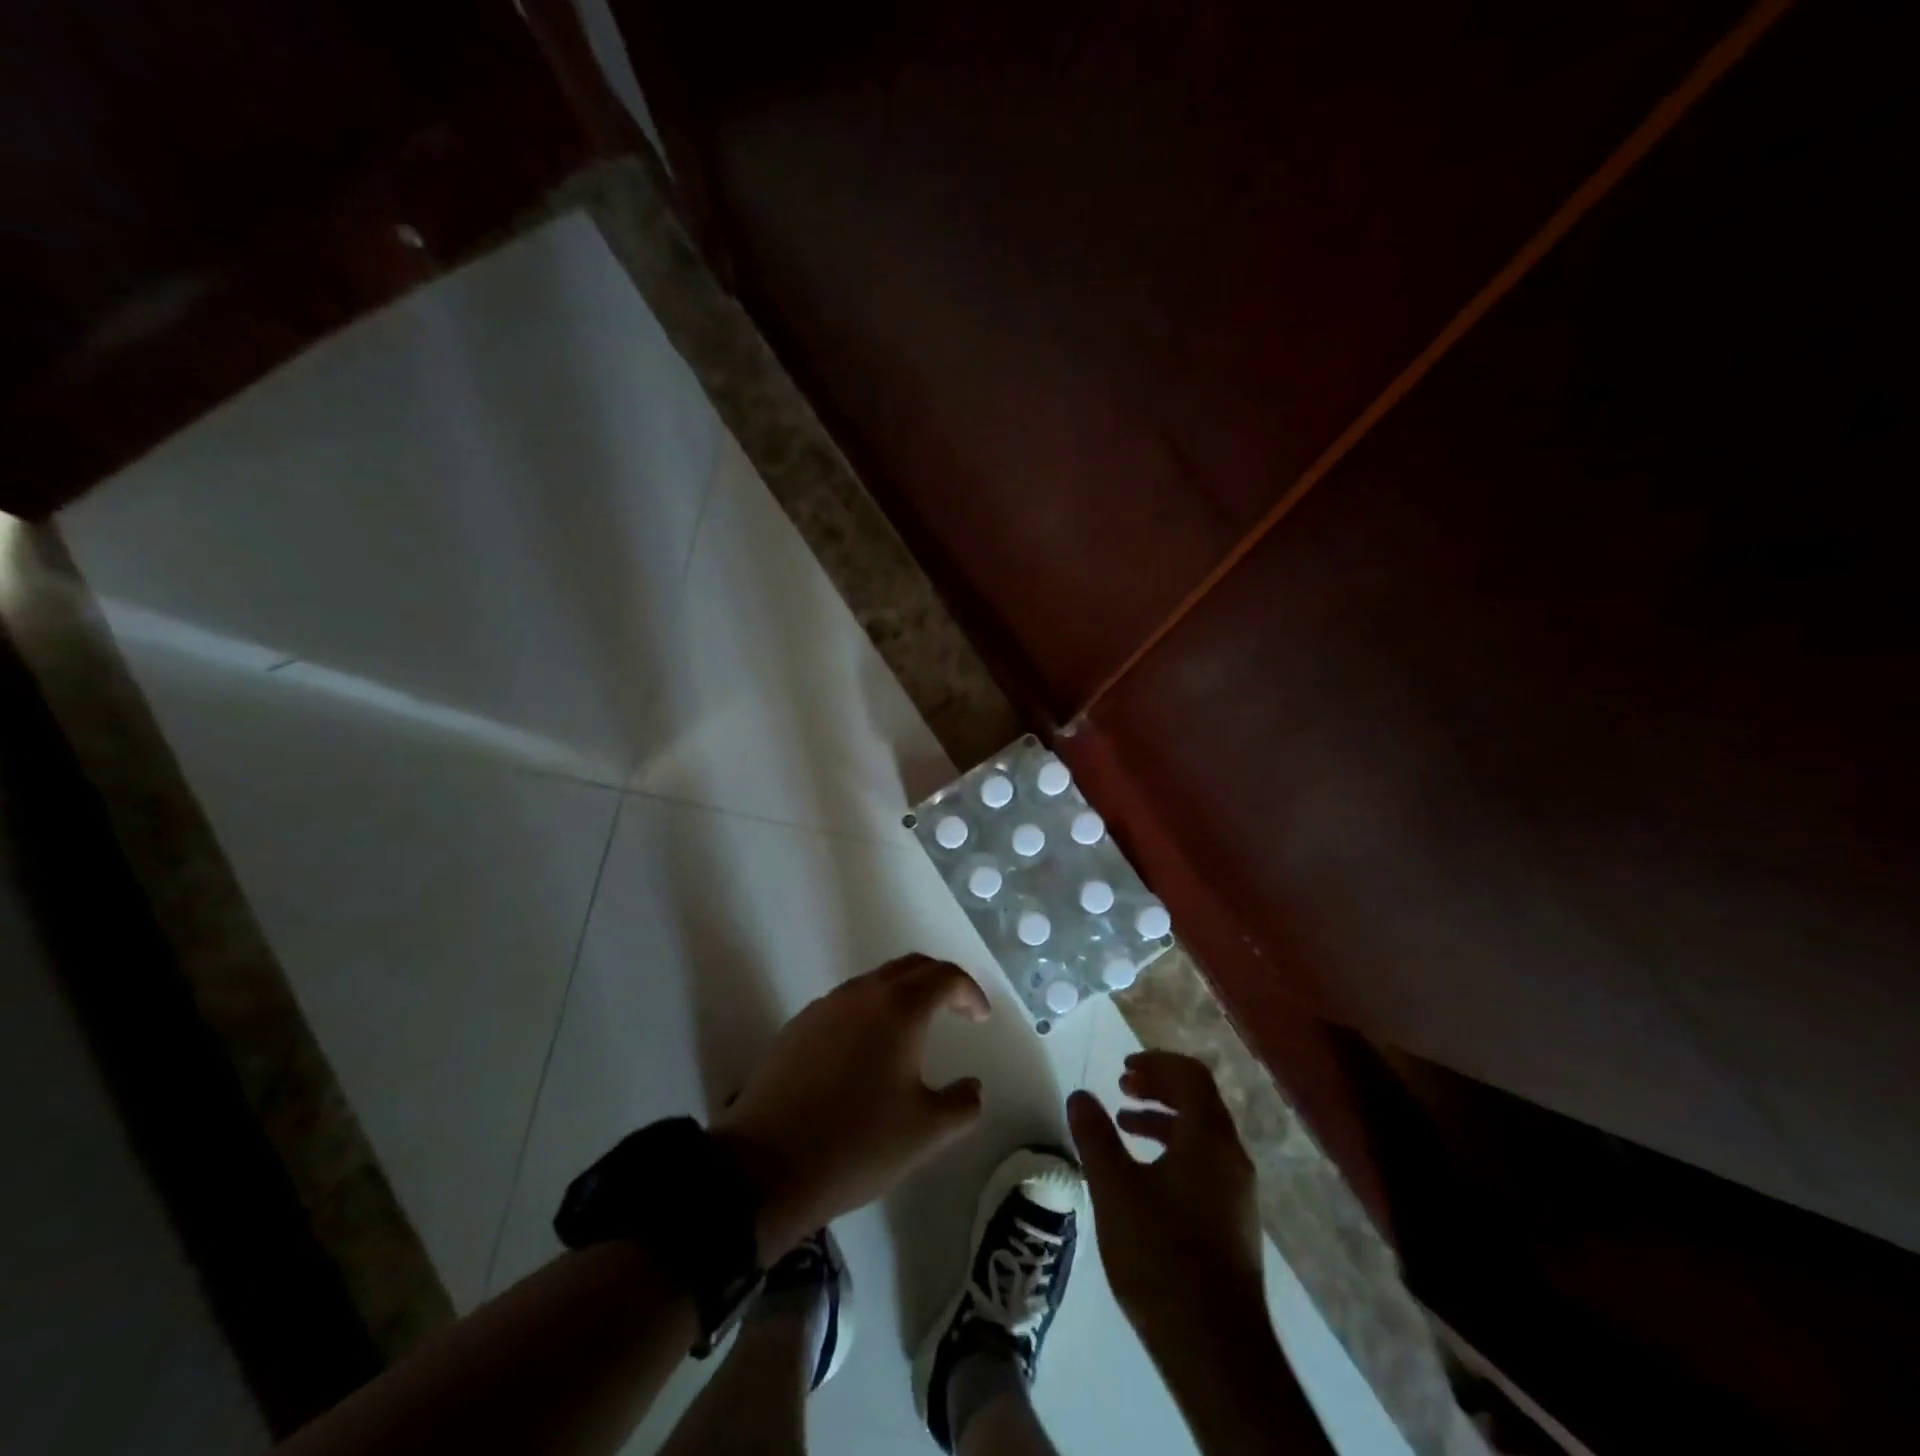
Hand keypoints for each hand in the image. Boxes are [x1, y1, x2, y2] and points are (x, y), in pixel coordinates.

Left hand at [713, 954, 990, 1259]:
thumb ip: (962, 1104)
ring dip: (902, 994)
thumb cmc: (856, 1143)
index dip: (970, 992)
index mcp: (899, 1009)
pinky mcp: (797, 1027)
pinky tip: (868, 1051)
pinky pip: (846, 1004)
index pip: (945, 977)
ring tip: (915, 1029)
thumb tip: (972, 1087)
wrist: (764, 1167)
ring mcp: (824, 1007)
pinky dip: (870, 1011)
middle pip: (909, 967)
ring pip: (874, 982)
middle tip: (956, 1009)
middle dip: (939, 981)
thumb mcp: (925, 1133)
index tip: (980, 1018)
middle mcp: (861, 994)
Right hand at [1067, 1051, 1265, 1347]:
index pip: (1190, 1076)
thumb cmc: (1161, 1256)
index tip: (1123, 1067)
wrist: (1215, 1349)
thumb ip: (1095, 1137)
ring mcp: (1237, 1191)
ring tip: (1124, 1125)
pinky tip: (1144, 1175)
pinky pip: (1204, 1162)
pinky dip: (1174, 1149)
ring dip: (1164, 1118)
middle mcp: (1231, 1157)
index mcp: (1209, 1139)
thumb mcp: (1115, 1190)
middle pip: (1199, 1101)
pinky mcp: (1233, 1221)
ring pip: (1202, 1133)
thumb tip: (1080, 1095)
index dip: (1156, 1063)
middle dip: (1159, 1087)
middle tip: (1121, 1087)